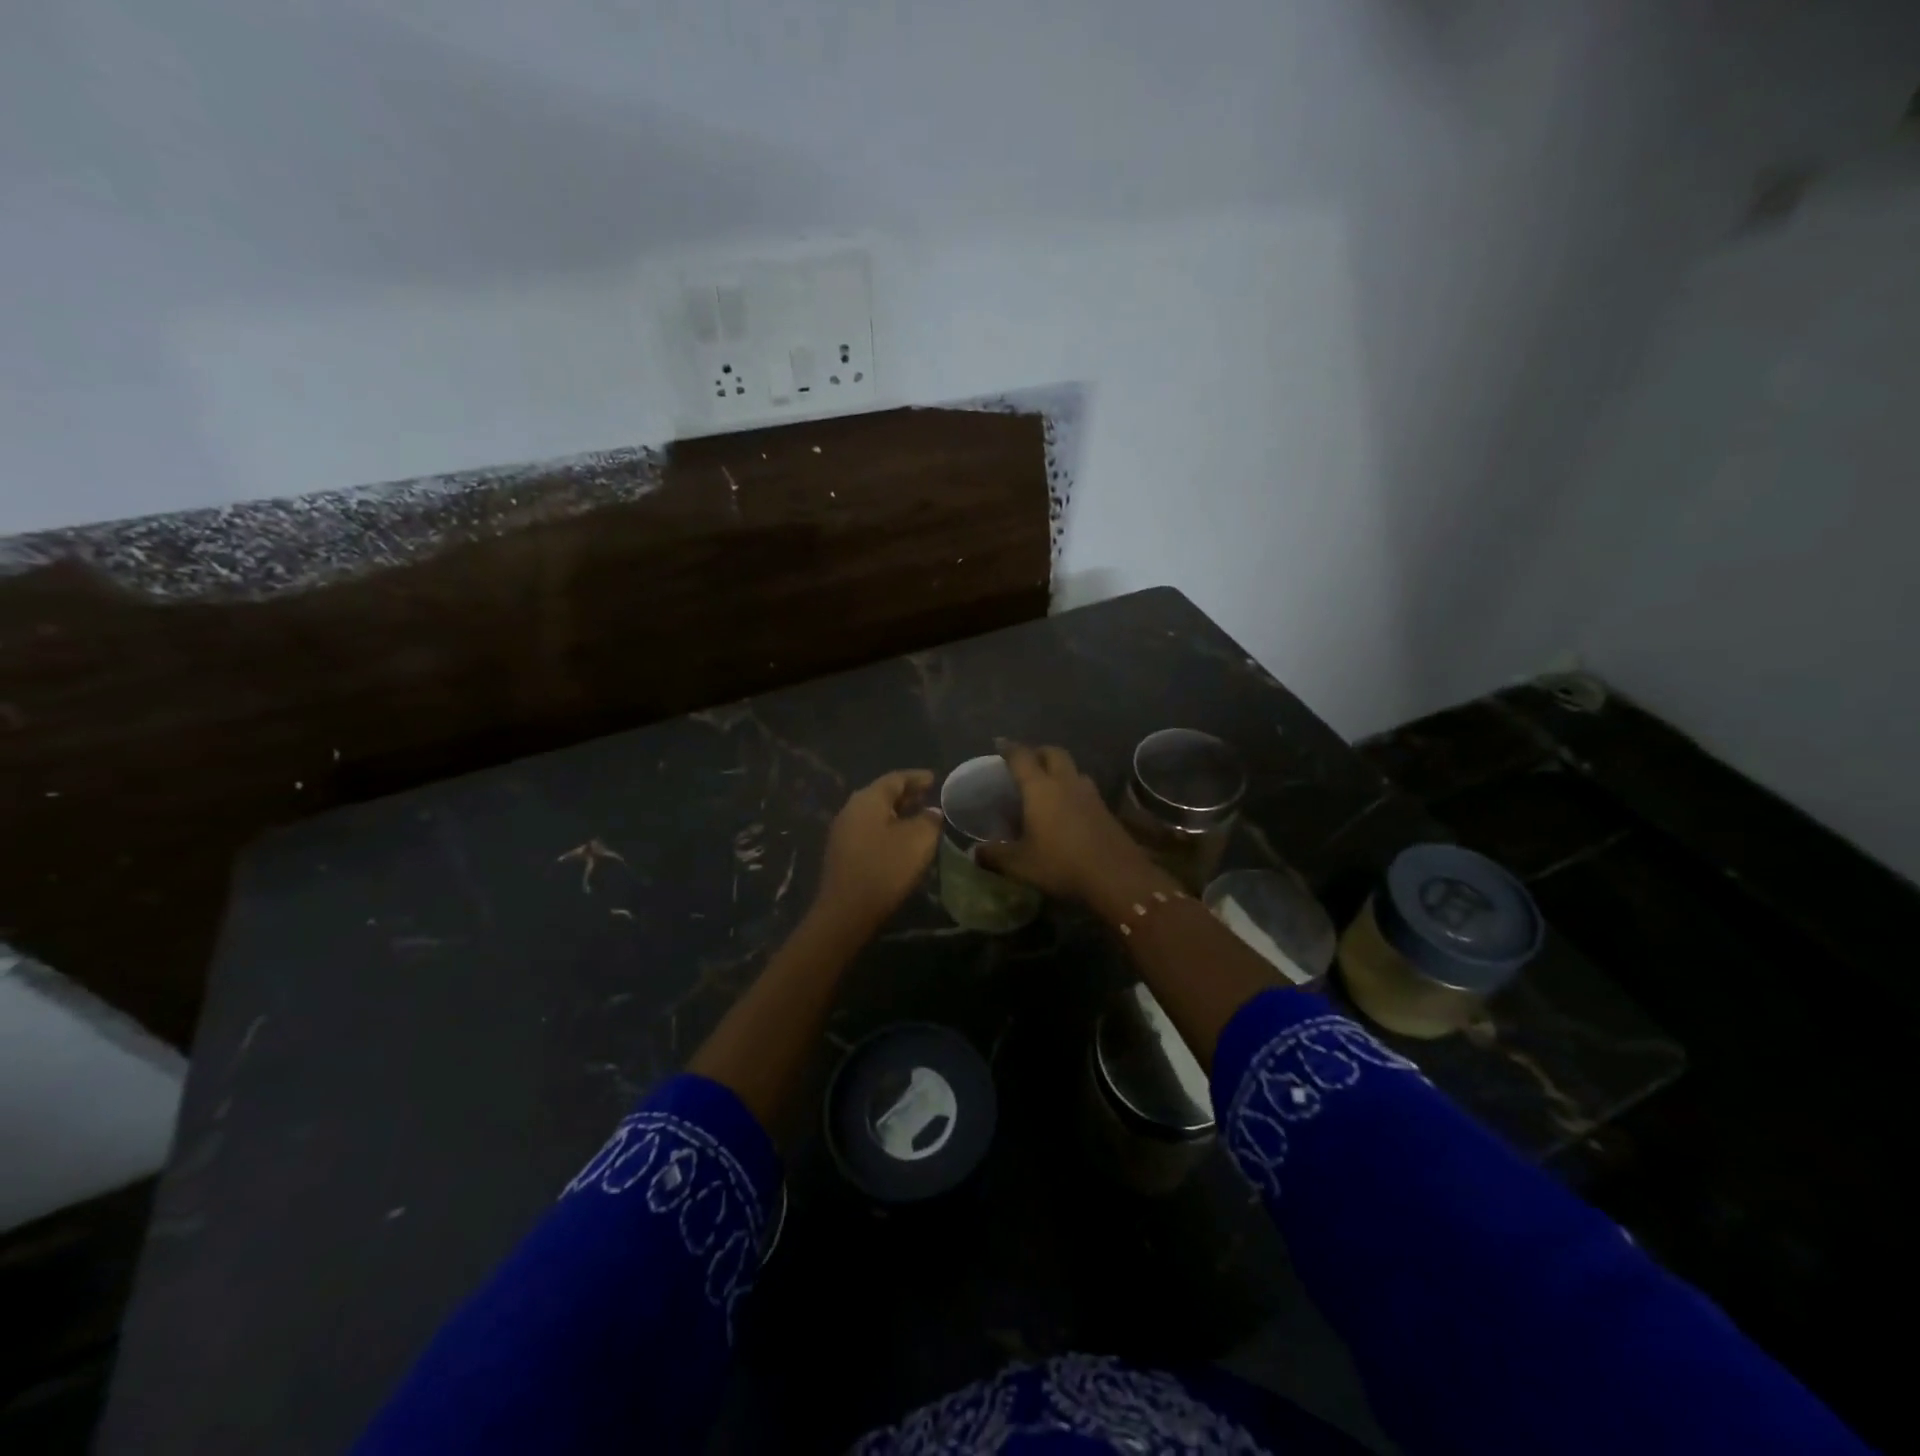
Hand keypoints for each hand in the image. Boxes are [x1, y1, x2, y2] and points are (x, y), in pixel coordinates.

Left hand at [812, 769, 943, 937]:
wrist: (846, 911)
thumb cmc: (885, 869)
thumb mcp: (918, 841)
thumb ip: (929, 820)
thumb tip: (931, 812)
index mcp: (868, 799)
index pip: (895, 779)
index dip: (917, 778)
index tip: (935, 779)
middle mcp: (851, 809)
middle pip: (882, 794)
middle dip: (906, 794)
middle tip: (928, 796)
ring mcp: (842, 832)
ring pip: (874, 813)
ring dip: (897, 813)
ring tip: (918, 817)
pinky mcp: (842, 853)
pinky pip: (868, 830)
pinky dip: (887, 828)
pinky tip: (900, 840)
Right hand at [977, 741, 1154, 901]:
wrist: (1116, 877)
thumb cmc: (1061, 864)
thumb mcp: (1020, 865)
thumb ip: (995, 856)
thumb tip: (974, 853)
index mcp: (1040, 788)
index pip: (1022, 757)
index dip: (1009, 748)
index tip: (999, 743)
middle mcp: (1066, 783)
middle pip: (1053, 753)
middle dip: (1038, 752)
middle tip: (1027, 762)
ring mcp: (1090, 794)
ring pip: (1074, 769)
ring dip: (1060, 770)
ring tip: (1048, 784)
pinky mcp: (1106, 809)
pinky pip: (1085, 788)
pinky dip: (1073, 789)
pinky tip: (1069, 808)